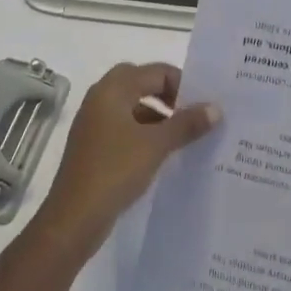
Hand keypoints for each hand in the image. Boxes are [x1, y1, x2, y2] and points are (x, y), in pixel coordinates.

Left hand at [34, 63, 218, 256]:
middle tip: (191, 113)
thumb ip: (187, 123)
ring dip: (157, 116)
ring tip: (183, 137)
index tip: (202, 106)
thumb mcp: (157, 145)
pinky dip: (144, 133)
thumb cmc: (115, 170)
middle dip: (167, 95)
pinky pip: (124, 128)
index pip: (155, 72)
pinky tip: (162, 154)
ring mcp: (94, 124)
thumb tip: (216, 108)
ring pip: (132, 107)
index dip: (182, 84)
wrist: (74, 219)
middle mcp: (100, 99)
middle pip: (140, 83)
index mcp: (112, 90)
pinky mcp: (94, 147)